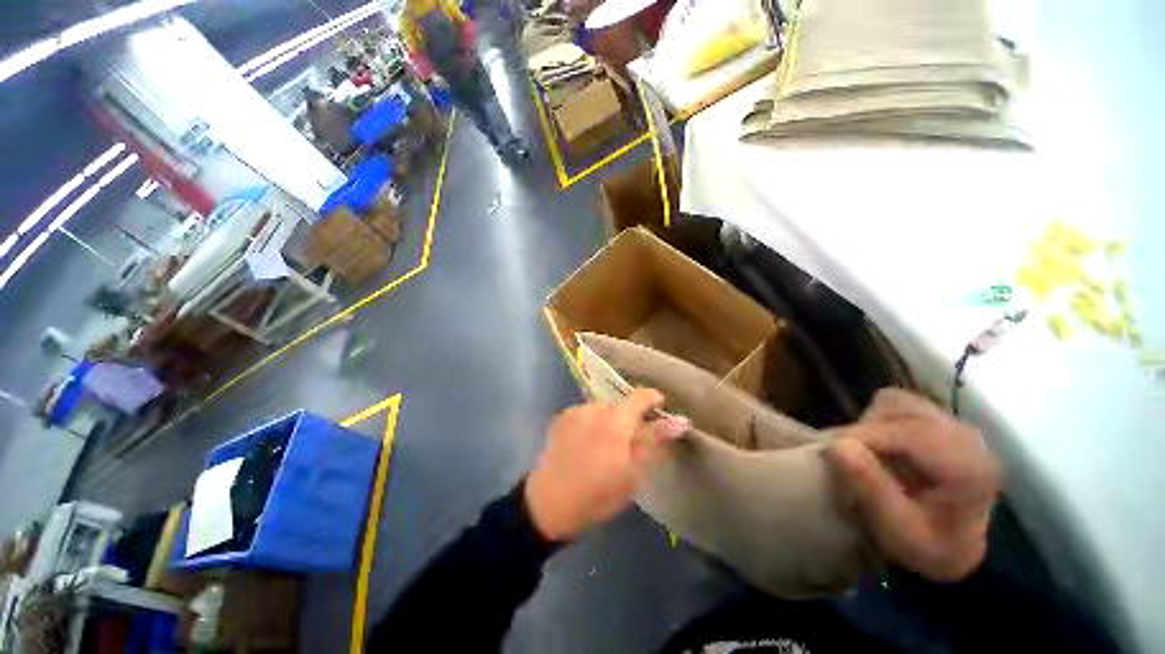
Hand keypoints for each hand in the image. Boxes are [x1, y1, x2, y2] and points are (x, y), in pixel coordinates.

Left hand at [525, 389, 684, 541]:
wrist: (550, 503)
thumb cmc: (598, 494)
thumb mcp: (633, 473)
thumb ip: (653, 441)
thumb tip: (678, 421)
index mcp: (615, 421)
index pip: (640, 396)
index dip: (653, 398)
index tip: (659, 408)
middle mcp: (594, 408)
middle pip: (619, 405)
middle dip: (627, 419)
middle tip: (627, 443)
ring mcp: (575, 411)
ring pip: (601, 410)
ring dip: (607, 422)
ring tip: (602, 447)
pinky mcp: (561, 417)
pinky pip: (584, 414)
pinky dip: (590, 424)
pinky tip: (584, 445)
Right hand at [825, 389, 1002, 581]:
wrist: (954, 551)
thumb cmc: (927, 546)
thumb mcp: (898, 527)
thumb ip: (870, 486)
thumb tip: (835, 446)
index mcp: (967, 466)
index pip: (908, 431)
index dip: (864, 435)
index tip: (830, 450)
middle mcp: (966, 438)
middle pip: (902, 409)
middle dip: (867, 427)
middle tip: (847, 453)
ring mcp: (956, 428)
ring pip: (898, 403)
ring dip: (871, 422)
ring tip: (863, 450)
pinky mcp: (941, 425)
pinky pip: (900, 408)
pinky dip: (879, 420)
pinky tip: (879, 446)